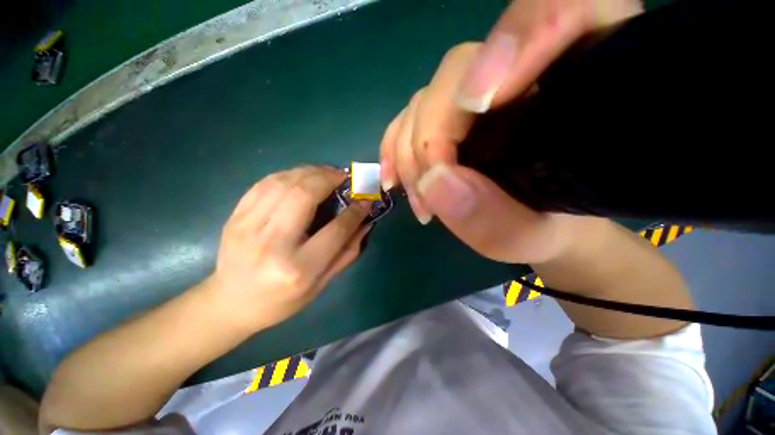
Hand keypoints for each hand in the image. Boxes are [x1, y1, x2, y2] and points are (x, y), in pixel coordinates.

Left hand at [205, 166, 369, 331]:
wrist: (231, 303)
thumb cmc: (283, 300)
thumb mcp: (323, 283)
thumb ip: (348, 251)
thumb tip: (365, 222)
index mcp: (299, 267)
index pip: (336, 229)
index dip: (355, 211)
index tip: (365, 199)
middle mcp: (273, 243)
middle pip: (305, 195)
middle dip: (330, 178)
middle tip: (344, 176)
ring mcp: (248, 227)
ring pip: (284, 183)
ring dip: (310, 171)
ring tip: (326, 172)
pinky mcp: (236, 217)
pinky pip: (265, 183)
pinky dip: (288, 174)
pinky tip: (301, 176)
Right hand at [380, 0, 640, 262]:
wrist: (536, 226)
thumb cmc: (546, 231)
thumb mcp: (533, 237)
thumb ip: (495, 219)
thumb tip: (434, 182)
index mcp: (576, 90)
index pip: (570, 11)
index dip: (528, 33)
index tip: (484, 102)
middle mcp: (523, 77)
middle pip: (463, 68)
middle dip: (432, 136)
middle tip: (428, 195)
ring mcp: (477, 94)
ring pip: (428, 96)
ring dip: (409, 152)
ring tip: (419, 200)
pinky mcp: (449, 115)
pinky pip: (410, 115)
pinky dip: (394, 147)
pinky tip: (394, 179)